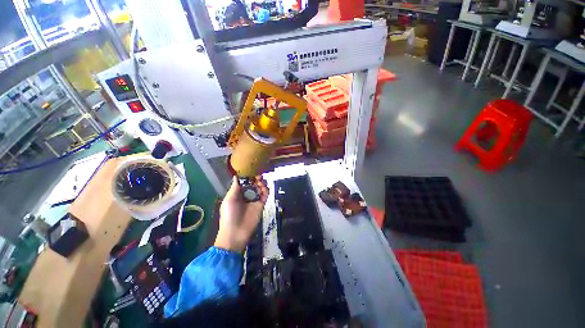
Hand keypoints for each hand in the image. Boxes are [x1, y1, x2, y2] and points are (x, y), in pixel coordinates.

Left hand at [214, 176, 268, 252]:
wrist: (236, 233)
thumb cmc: (229, 215)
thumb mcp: (229, 200)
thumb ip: (235, 187)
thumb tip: (236, 175)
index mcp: (237, 194)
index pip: (244, 182)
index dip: (247, 176)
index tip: (251, 170)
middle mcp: (246, 195)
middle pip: (253, 183)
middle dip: (255, 178)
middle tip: (258, 175)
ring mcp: (254, 200)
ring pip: (260, 188)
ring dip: (261, 183)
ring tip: (260, 181)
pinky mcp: (261, 204)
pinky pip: (265, 194)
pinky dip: (266, 189)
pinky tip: (264, 187)